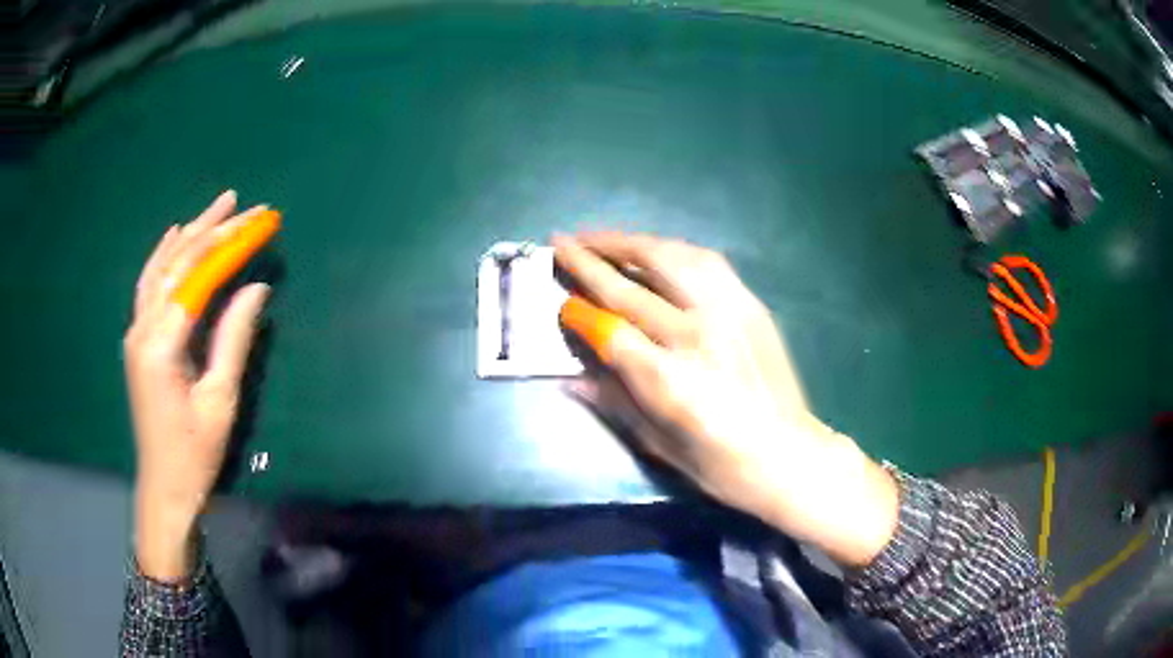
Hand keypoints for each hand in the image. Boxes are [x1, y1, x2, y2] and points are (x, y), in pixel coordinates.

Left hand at [124, 191, 270, 580]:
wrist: (163, 486)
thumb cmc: (195, 453)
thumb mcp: (220, 401)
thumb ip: (234, 339)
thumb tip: (255, 288)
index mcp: (161, 345)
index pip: (198, 277)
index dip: (231, 246)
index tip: (262, 222)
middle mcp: (142, 329)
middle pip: (178, 263)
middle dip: (213, 230)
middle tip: (246, 205)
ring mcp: (136, 332)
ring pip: (161, 267)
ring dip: (190, 233)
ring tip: (218, 207)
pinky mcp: (138, 339)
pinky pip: (150, 284)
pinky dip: (165, 255)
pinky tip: (176, 236)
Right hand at [554, 232, 897, 566]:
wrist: (790, 455)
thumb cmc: (721, 466)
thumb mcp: (659, 445)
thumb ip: (614, 402)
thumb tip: (571, 377)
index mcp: (670, 380)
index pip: (610, 330)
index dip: (579, 313)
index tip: (561, 302)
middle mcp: (697, 335)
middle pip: (632, 286)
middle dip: (588, 260)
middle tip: (560, 241)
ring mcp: (729, 313)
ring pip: (670, 258)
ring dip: (629, 242)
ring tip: (600, 238)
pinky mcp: (751, 305)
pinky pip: (706, 262)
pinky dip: (671, 250)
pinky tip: (654, 250)